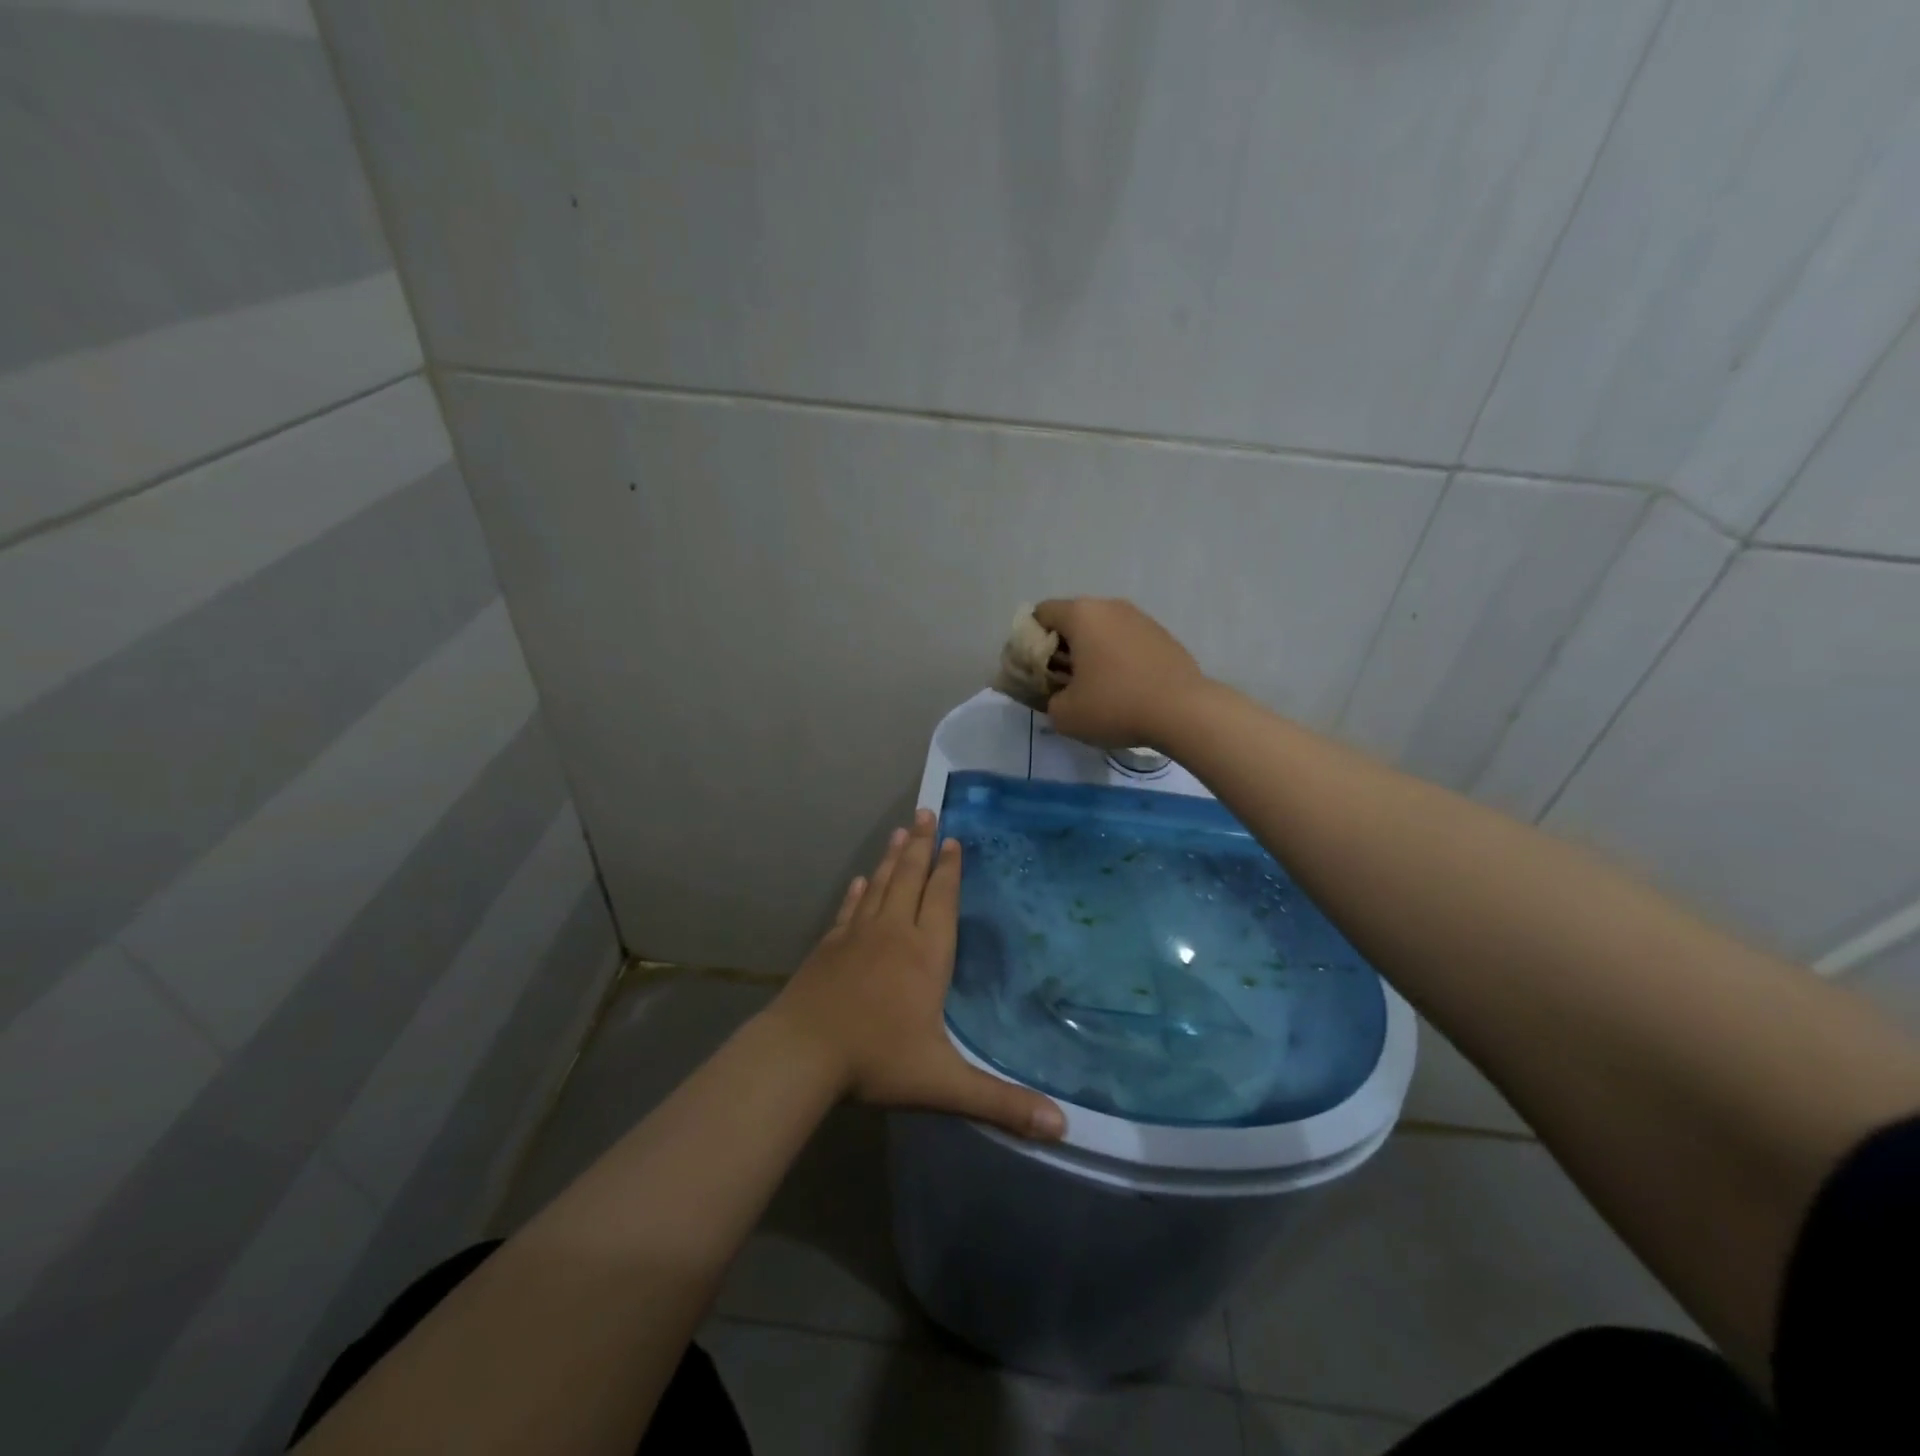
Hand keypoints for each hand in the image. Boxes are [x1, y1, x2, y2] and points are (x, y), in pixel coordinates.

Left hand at [764, 810, 1065, 1140]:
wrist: (801, 1053)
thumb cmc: (876, 1060)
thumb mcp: (943, 1083)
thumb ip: (1001, 1102)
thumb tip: (1063, 1127)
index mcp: (925, 955)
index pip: (941, 899)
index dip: (949, 869)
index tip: (953, 839)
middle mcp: (893, 933)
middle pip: (909, 878)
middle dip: (921, 845)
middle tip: (926, 811)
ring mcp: (856, 935)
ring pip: (879, 885)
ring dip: (891, 857)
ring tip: (901, 830)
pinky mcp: (829, 946)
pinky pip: (848, 909)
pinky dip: (857, 892)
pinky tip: (859, 880)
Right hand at [1032, 597, 1208, 749]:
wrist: (1184, 712)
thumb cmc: (1115, 706)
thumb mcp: (1064, 714)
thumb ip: (1048, 699)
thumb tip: (1058, 694)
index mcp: (1081, 614)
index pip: (1041, 613)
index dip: (1030, 640)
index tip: (1036, 670)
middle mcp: (1111, 606)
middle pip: (1073, 620)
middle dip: (1062, 647)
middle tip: (1062, 681)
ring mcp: (1141, 618)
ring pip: (1103, 630)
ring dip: (1092, 653)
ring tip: (1096, 687)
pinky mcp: (1163, 636)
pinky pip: (1127, 642)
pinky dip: (1118, 659)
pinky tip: (1125, 689)